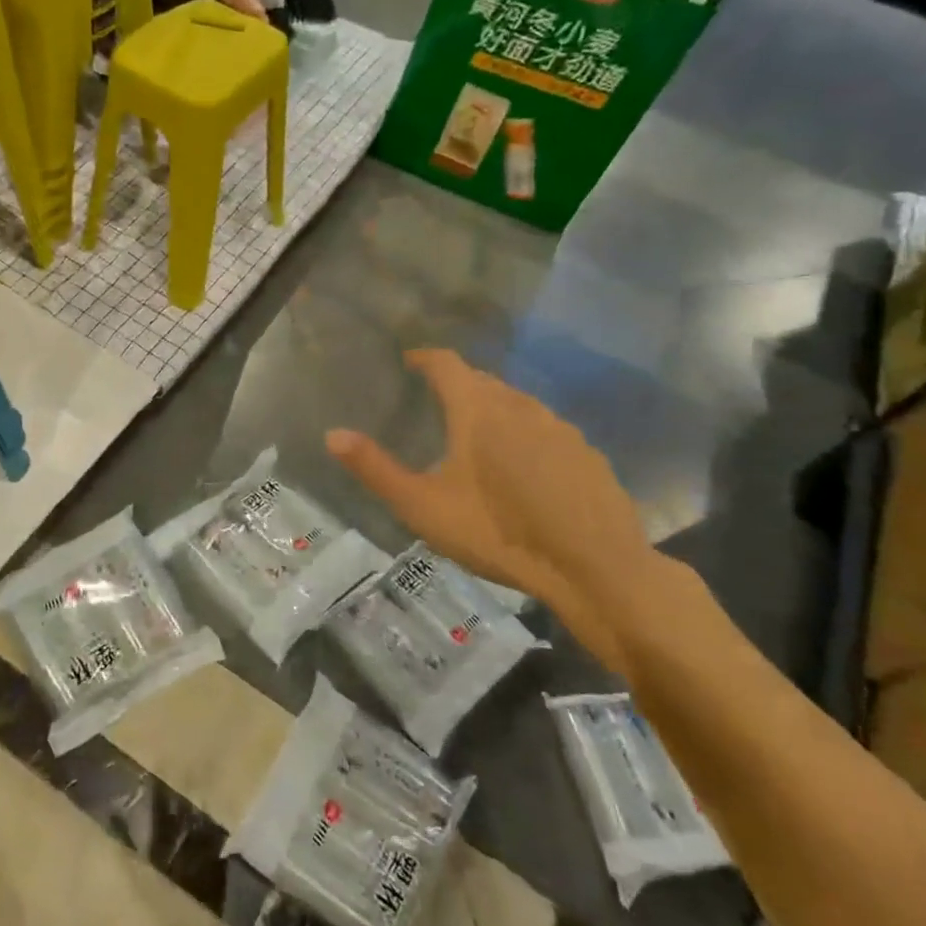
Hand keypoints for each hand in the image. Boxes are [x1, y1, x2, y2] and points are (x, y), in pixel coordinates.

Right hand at [327, 349, 695, 676]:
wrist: (593, 568)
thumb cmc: (497, 532)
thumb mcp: (423, 506)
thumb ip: (375, 469)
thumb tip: (332, 434)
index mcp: (478, 410)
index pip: (447, 364)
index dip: (425, 357)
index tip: (410, 360)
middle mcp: (521, 406)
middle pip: (484, 381)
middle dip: (458, 383)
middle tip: (437, 400)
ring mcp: (561, 428)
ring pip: (518, 403)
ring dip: (494, 407)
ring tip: (478, 432)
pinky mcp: (588, 454)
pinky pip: (546, 429)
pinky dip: (526, 433)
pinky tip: (525, 466)